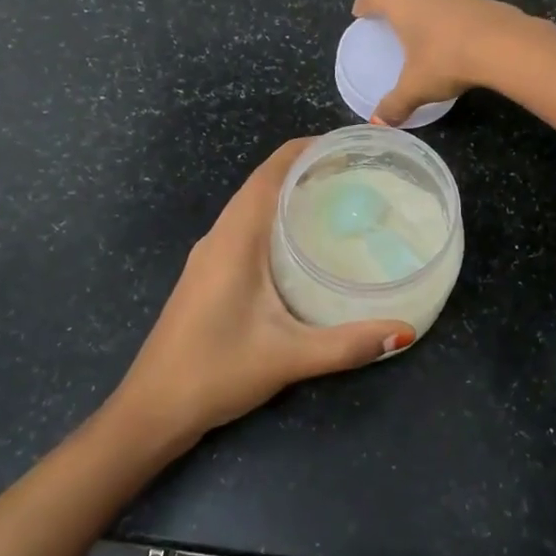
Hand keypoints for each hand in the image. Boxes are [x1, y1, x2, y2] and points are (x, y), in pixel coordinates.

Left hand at [111, 140, 415, 447]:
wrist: (152, 409)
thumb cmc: (215, 372)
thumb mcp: (288, 357)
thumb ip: (347, 344)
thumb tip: (404, 332)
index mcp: (234, 239)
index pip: (270, 172)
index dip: (306, 150)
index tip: (348, 146)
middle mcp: (219, 237)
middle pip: (263, 183)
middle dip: (306, 169)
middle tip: (358, 175)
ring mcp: (209, 256)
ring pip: (252, 207)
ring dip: (289, 195)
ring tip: (338, 200)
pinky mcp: (208, 276)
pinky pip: (246, 230)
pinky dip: (276, 220)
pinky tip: (304, 244)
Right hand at [352, 0, 537, 125]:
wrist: (503, 46)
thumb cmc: (447, 61)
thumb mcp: (417, 88)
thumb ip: (395, 104)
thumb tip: (378, 123)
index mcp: (403, 5)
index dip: (365, 2)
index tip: (360, 11)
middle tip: (400, 11)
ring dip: (431, 0)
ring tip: (431, 25)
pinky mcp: (485, 1)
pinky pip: (463, 2)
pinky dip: (457, 13)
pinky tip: (461, 35)